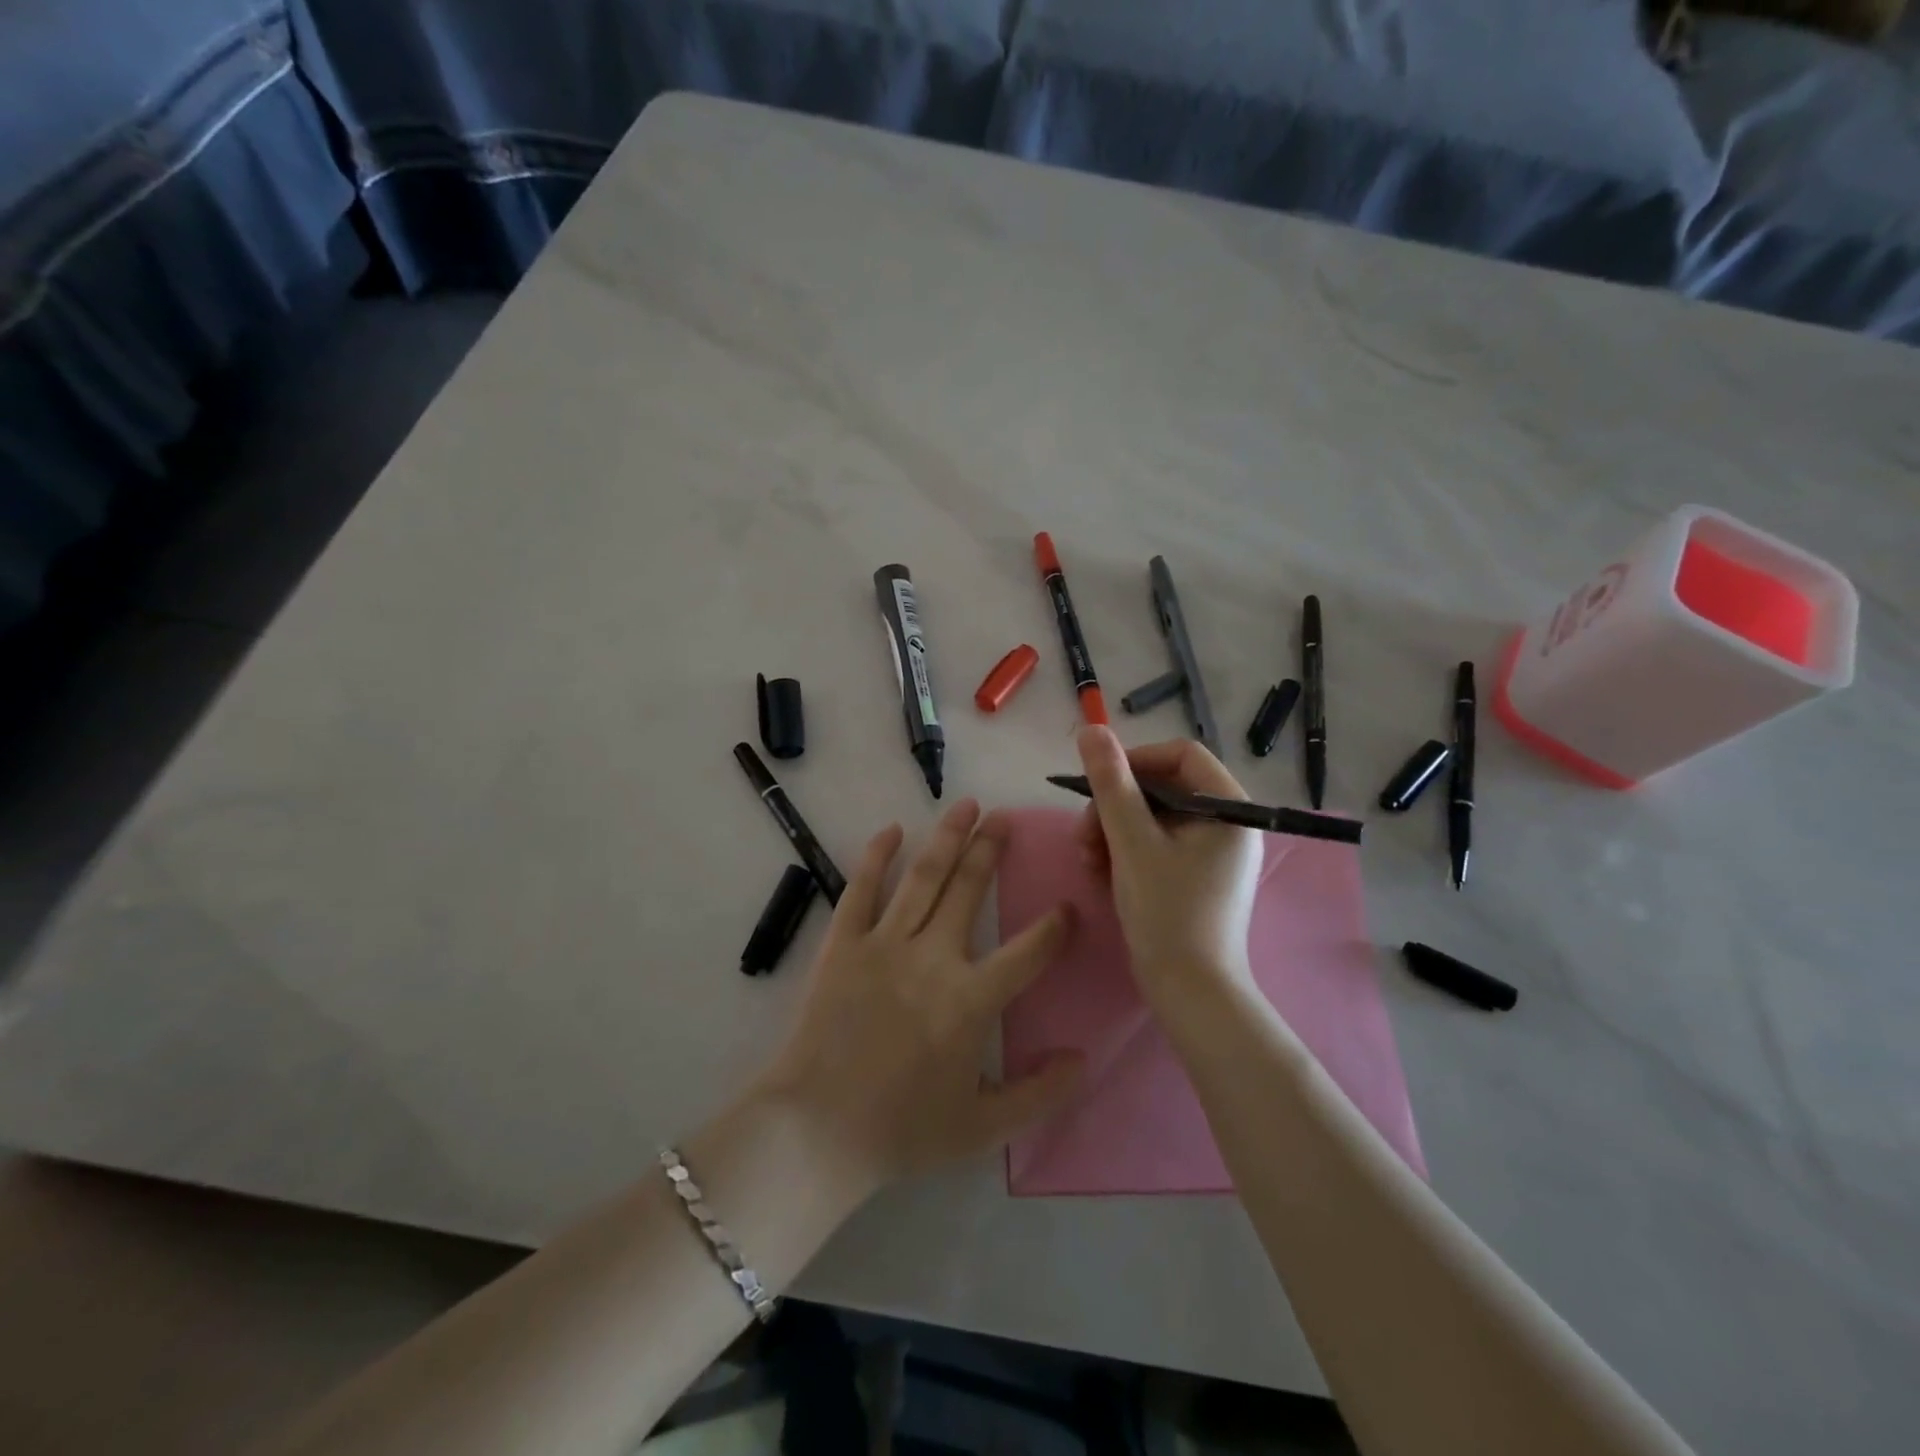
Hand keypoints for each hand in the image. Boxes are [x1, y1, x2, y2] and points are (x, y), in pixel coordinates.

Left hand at [756, 800, 1084, 1194]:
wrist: (816, 1131)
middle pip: (969, 890)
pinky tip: (892, 830)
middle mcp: (933, 958)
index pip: (1028, 953)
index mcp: (971, 1000)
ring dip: (947, 837)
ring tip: (966, 805)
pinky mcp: (844, 943)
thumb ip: (1040, 1093)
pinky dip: (877, 856)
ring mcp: (885, 944)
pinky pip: (862, 889)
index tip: (1068, 907)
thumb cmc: (901, 1130)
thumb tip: (1083, 1057)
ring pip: (923, 877)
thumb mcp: (983, 1128)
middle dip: (990, 849)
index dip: (1055, 928)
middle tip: (1005, 817)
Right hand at [1073, 727, 1263, 992]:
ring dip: (1113, 830)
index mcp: (1229, 809)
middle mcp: (1227, 824)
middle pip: (1163, 788)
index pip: (1181, 755)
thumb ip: (1111, 784)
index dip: (1134, 760)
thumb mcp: (1132, 843)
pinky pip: (1156, 844)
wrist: (1189, 992)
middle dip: (1115, 805)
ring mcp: (1212, 853)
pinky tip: (1099, 872)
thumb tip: (1091, 729)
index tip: (1097, 783)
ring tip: (1086, 857)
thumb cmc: (1166, 913)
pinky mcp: (1196, 876)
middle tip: (1083, 833)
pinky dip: (1126, 851)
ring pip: (1154, 817)